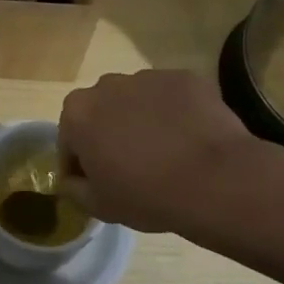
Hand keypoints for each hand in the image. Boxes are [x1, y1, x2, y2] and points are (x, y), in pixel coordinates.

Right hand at [58, 70, 267, 233]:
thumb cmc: (146, 195)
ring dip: (141, 120)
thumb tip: (72, 179)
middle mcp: (107, 85)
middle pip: (101, 112)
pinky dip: (175, 113)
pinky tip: (189, 140)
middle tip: (131, 166)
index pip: (69, 140)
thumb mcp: (98, 206)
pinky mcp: (184, 78)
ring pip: (136, 100)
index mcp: (78, 113)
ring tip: (165, 152)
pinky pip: (171, 97)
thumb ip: (74, 188)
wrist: (214, 180)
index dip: (80, 164)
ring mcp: (148, 77)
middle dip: (109, 133)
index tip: (97, 182)